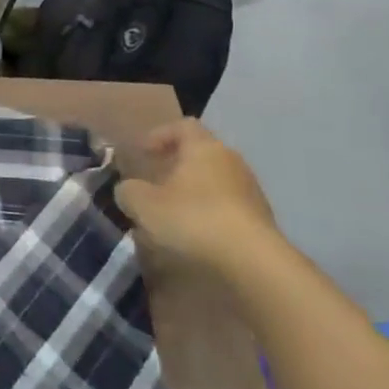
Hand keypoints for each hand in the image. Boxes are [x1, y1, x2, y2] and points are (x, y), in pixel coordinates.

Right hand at [114, 120, 280, 273]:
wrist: (253, 262)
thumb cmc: (194, 220)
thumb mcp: (144, 205)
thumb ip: (128, 191)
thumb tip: (128, 189)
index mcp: (204, 148)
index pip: (182, 126)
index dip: (159, 135)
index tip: (142, 153)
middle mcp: (231, 161)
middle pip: (200, 154)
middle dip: (175, 166)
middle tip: (153, 184)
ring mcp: (250, 190)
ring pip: (214, 182)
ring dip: (192, 192)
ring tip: (171, 215)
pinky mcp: (260, 219)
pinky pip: (227, 207)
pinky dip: (208, 214)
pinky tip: (194, 235)